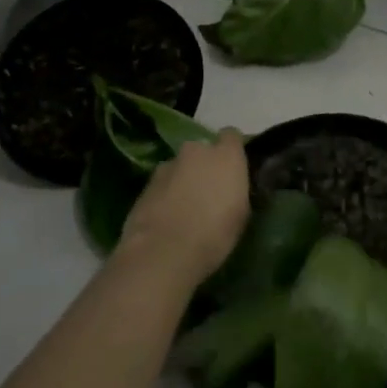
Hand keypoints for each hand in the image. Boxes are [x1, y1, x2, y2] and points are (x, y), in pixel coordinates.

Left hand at [115, 130, 250, 283]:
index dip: (232, 150)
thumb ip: (236, 190)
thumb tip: (231, 188)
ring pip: (180, 167)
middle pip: (202, 151)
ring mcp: (167, 165)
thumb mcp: (240, 215)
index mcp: (225, 156)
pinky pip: (163, 184)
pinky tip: (167, 217)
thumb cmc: (214, 235)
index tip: (234, 168)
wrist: (163, 252)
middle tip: (208, 191)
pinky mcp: (146, 184)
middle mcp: (195, 152)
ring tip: (185, 208)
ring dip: (183, 180)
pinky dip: (166, 194)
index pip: (232, 136)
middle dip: (204, 166)